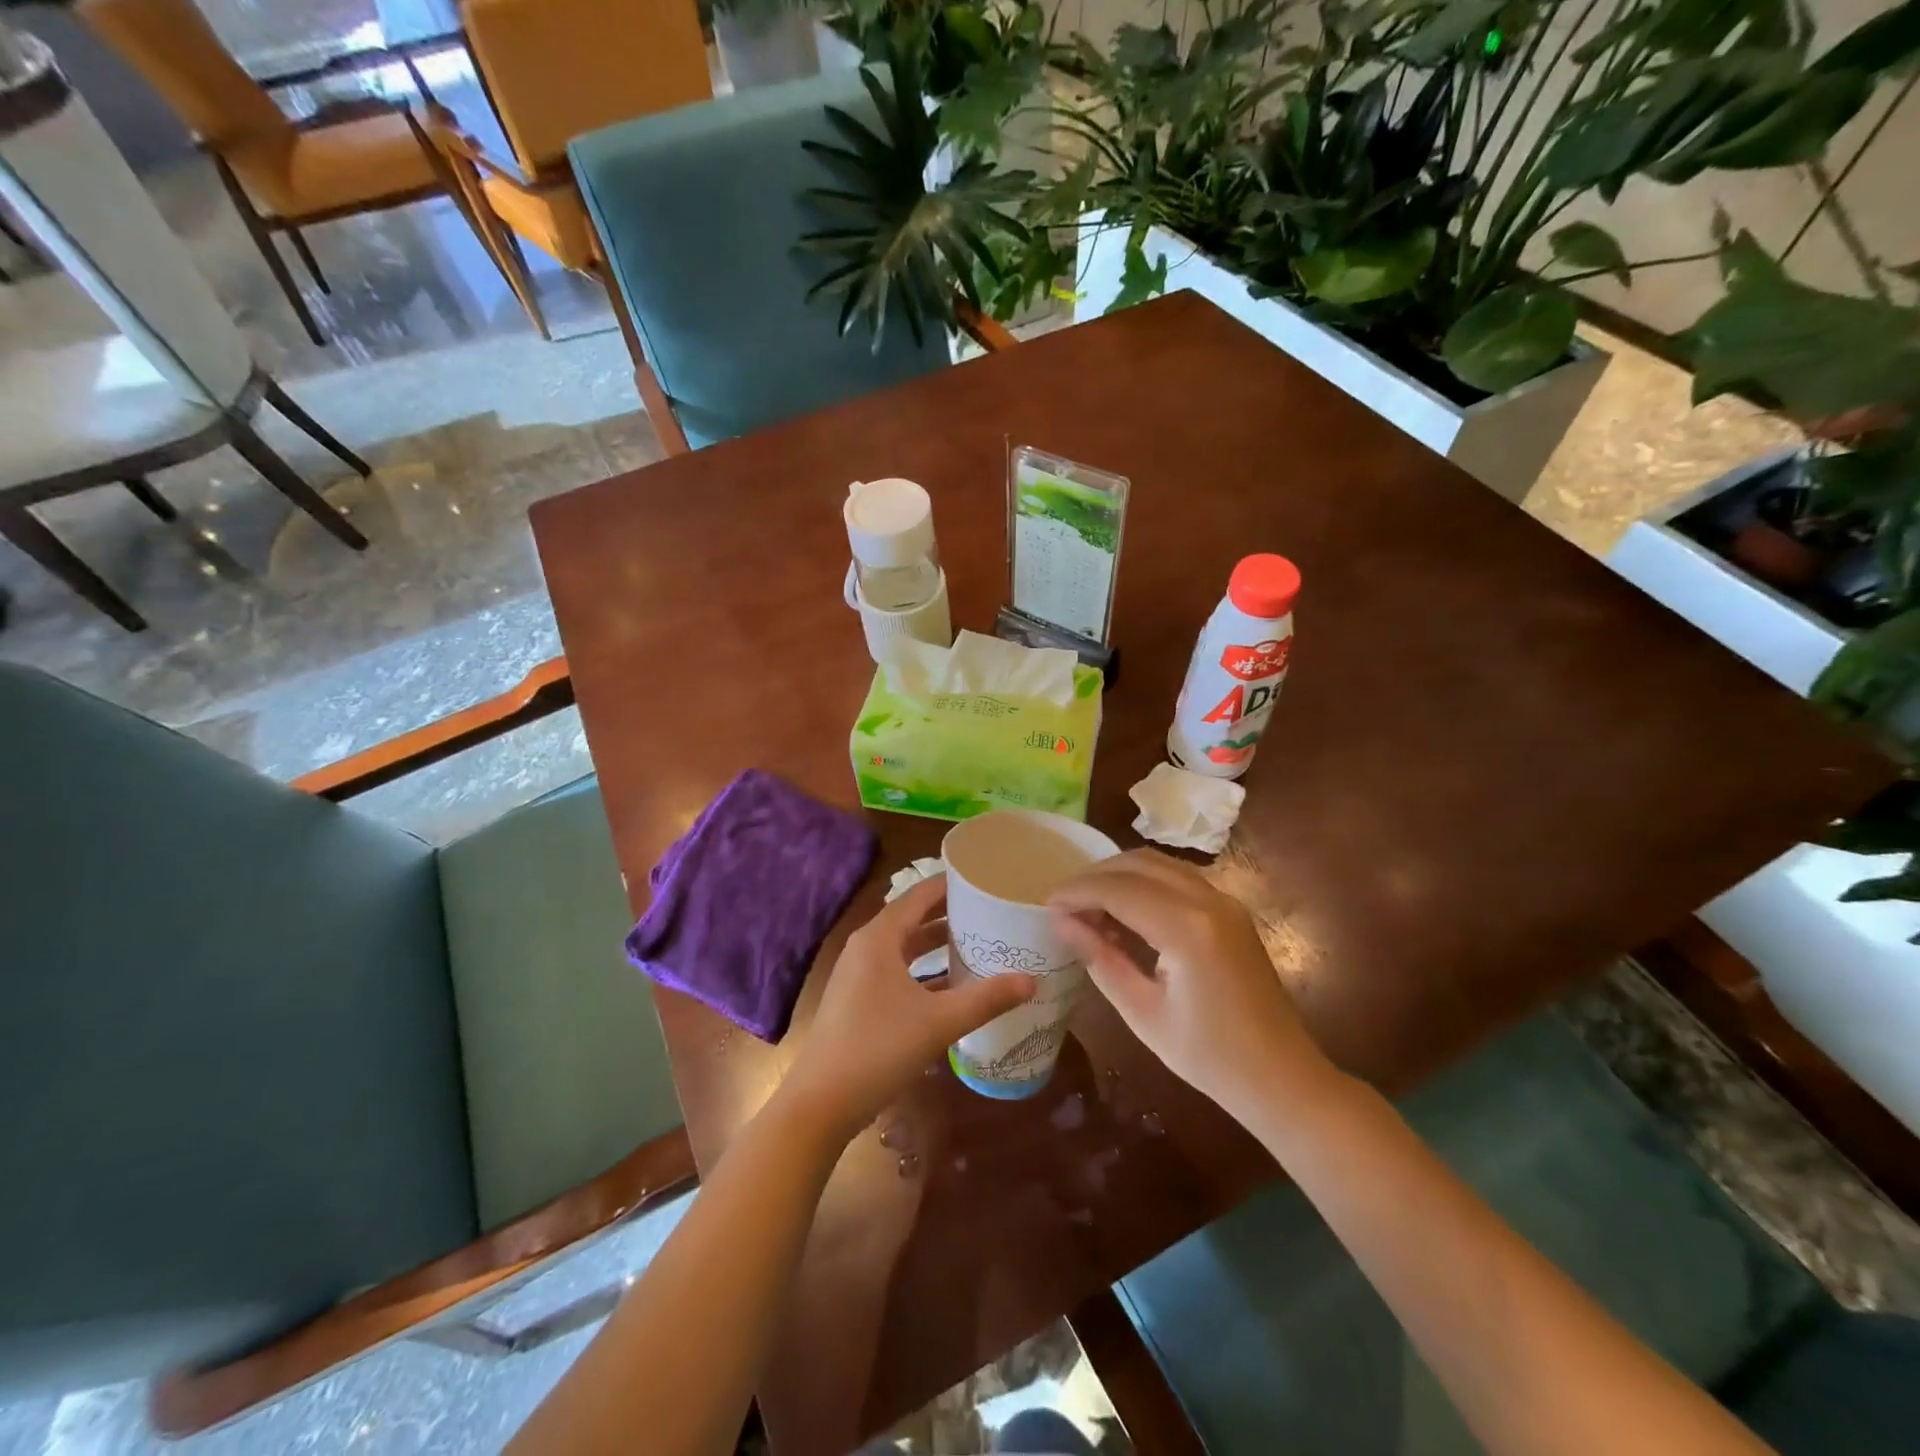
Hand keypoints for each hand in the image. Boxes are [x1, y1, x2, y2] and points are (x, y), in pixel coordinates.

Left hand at [781, 875, 1036, 1140]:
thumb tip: (1032, 980)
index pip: (919, 895)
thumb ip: (986, 999)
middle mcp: (866, 947)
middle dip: (949, 913)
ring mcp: (858, 974)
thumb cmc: (879, 1049)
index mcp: (879, 938)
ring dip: (936, 942)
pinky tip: (951, 984)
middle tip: (990, 908)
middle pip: (912, 918)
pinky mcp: (858, 999)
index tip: (985, 877)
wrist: (821, 1103)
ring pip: (904, 946)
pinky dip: (924, 969)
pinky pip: (897, 970)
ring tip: (977, 939)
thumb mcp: (939, 1022)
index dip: (950, 884)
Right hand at [1049, 849, 1338, 1121]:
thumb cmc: (1208, 1056)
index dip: (1077, 892)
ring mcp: (1225, 901)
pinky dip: (1144, 883)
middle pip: (1138, 863)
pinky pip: (1177, 877)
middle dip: (1094, 877)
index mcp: (1188, 929)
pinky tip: (1125, 912)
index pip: (1118, 889)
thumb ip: (1100, 958)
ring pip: (1158, 863)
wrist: (1281, 1077)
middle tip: (1063, 904)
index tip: (1046, 905)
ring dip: (1119, 875)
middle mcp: (1209, 900)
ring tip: (1089, 907)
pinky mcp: (1230, 909)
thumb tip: (1060, 922)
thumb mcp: (1142, 1011)